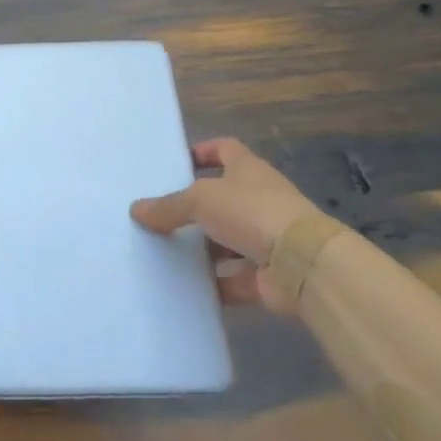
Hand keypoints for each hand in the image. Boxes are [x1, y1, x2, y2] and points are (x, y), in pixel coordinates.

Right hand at [130, 139, 325, 311]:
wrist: (304, 264)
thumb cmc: (251, 212)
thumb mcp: (200, 200)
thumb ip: (168, 206)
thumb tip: (136, 210)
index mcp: (248, 171)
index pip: (225, 150)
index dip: (203, 152)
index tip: (178, 163)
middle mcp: (260, 201)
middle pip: (223, 200)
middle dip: (195, 209)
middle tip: (161, 216)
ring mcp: (268, 239)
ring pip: (228, 242)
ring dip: (203, 249)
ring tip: (166, 254)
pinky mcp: (269, 276)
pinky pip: (235, 279)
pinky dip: (216, 285)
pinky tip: (187, 289)